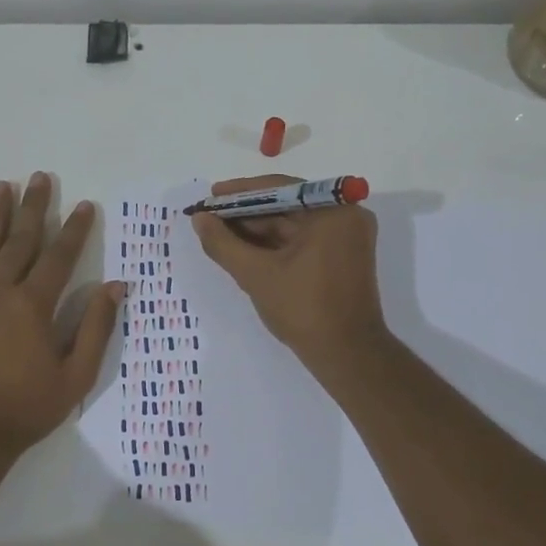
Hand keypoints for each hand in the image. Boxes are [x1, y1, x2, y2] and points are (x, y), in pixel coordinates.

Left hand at [0, 173, 123, 455]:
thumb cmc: (26, 408)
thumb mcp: (75, 375)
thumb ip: (95, 327)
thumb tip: (115, 286)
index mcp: (33, 305)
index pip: (59, 257)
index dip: (74, 230)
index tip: (85, 205)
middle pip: (20, 240)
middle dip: (33, 207)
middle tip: (40, 177)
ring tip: (2, 186)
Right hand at [191, 175, 386, 366]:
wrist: (347, 355)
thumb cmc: (304, 310)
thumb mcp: (256, 274)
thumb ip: (223, 243)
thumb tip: (199, 219)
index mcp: (333, 211)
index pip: (279, 189)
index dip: (240, 192)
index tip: (210, 195)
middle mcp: (346, 216)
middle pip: (286, 205)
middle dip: (245, 213)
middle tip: (209, 217)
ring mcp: (346, 238)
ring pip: (291, 224)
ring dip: (256, 230)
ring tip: (218, 234)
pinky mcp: (342, 257)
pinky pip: (302, 240)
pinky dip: (274, 245)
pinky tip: (243, 249)